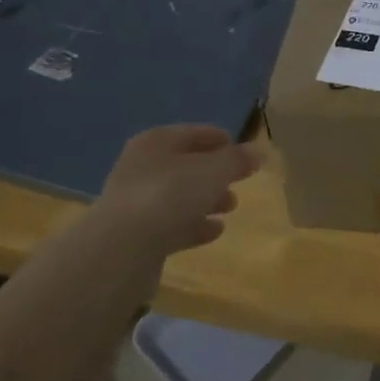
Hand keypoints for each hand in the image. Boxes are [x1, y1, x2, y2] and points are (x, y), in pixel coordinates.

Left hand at [89, 124, 261, 258]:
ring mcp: (137, 202)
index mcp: (156, 142)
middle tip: (240, 181)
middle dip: (214, 173)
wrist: (122, 248)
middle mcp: (142, 166)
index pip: (194, 133)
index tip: (243, 150)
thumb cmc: (169, 194)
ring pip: (179, 196)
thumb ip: (236, 160)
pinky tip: (214, 231)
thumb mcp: (212, 171)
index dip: (220, 139)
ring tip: (231, 207)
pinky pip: (172, 224)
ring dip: (206, 199)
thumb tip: (258, 152)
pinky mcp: (137, 235)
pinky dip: (194, 225)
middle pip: (185, 165)